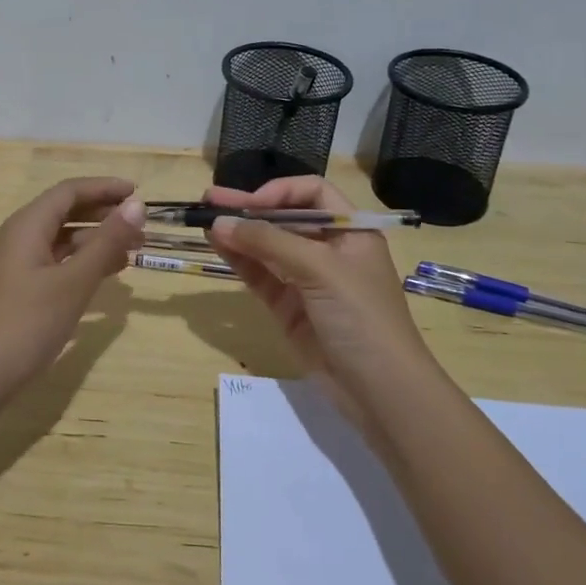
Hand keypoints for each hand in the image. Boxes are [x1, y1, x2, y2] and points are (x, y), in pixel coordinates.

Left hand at [0, 177, 145, 405]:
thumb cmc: (26, 324)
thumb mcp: (73, 282)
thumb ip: (106, 242)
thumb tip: (136, 205)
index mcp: (26, 226)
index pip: (68, 192)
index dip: (104, 188)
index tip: (138, 193)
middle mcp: (16, 237)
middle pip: (63, 212)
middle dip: (103, 215)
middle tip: (141, 228)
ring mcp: (13, 265)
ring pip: (59, 240)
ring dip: (94, 241)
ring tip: (131, 252)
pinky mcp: (15, 290)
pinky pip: (53, 262)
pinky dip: (80, 263)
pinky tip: (103, 277)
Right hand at [205, 177, 431, 420]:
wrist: (381, 391)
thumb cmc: (361, 317)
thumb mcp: (320, 270)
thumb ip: (269, 243)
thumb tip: (220, 223)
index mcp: (351, 231)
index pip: (313, 194)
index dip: (281, 192)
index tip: (252, 204)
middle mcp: (328, 250)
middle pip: (285, 218)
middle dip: (249, 208)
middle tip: (209, 198)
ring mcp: (307, 280)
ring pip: (267, 247)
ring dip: (238, 233)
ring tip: (204, 222)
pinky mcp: (289, 308)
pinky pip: (260, 275)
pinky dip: (239, 260)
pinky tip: (218, 246)